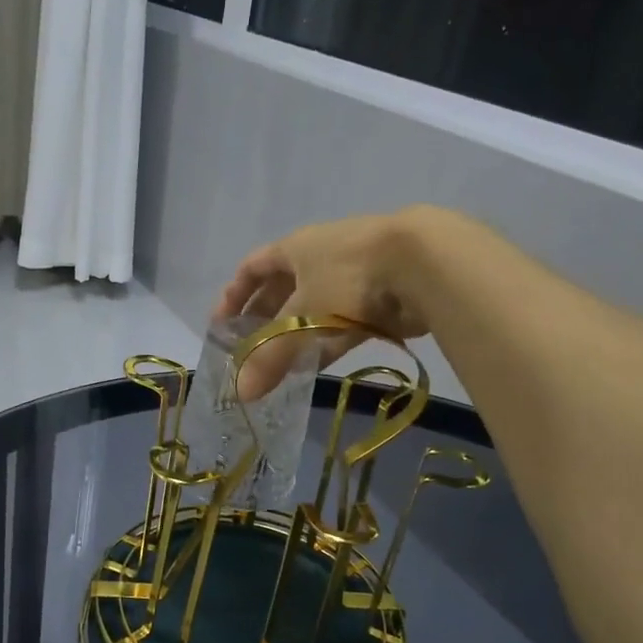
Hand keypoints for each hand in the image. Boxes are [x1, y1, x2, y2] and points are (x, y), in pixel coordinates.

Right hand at [215, 209, 438, 398]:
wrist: (423, 264)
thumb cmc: (347, 277)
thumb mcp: (301, 318)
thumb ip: (270, 357)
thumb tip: (240, 393)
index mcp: (294, 249)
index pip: (252, 267)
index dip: (233, 295)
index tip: (220, 326)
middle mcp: (319, 257)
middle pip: (281, 289)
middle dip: (262, 319)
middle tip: (248, 350)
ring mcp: (351, 277)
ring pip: (313, 308)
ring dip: (294, 335)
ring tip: (277, 366)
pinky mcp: (378, 298)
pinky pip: (342, 323)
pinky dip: (325, 343)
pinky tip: (314, 367)